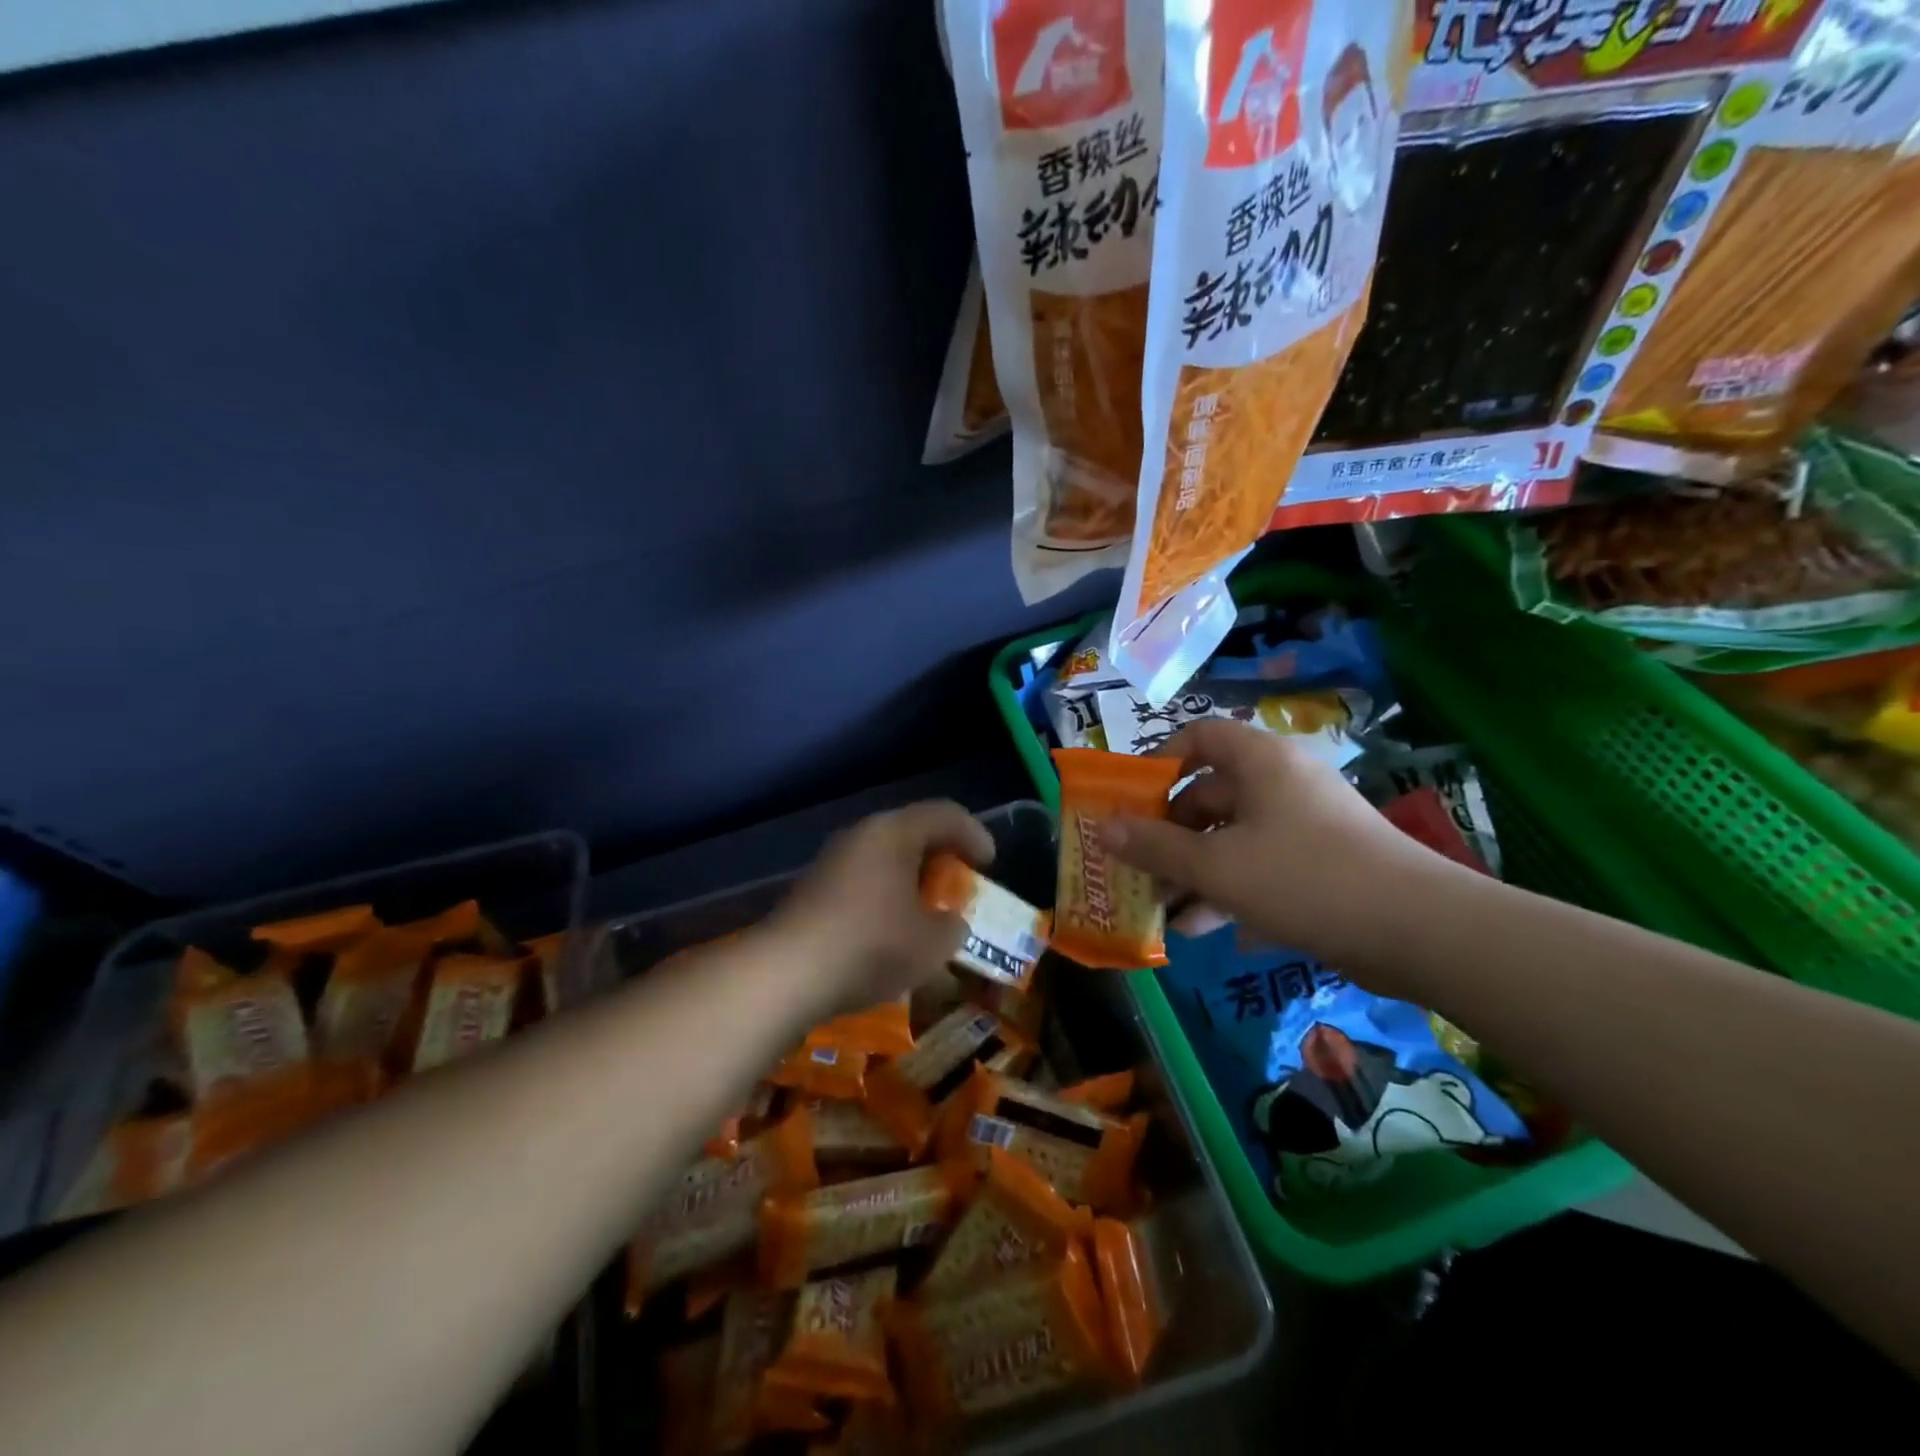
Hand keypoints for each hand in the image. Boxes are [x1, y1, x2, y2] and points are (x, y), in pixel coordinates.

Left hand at [773, 801, 994, 1011]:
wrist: (787, 972)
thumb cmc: (871, 945)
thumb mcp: (932, 943)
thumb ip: (952, 926)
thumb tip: (950, 922)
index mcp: (895, 832)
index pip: (945, 814)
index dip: (974, 834)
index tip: (989, 864)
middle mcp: (862, 834)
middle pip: (912, 832)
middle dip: (940, 858)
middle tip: (958, 885)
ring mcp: (832, 860)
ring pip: (884, 857)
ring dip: (910, 879)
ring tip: (926, 911)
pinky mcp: (813, 887)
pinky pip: (862, 879)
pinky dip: (885, 895)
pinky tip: (889, 930)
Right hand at [1098, 720, 1446, 968]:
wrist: (1419, 931)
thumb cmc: (1305, 878)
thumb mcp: (1217, 865)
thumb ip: (1156, 846)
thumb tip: (1102, 827)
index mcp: (1260, 763)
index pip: (1200, 737)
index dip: (1159, 762)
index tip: (1130, 801)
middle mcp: (1281, 783)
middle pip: (1208, 794)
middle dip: (1168, 834)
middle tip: (1136, 868)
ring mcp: (1303, 825)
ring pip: (1231, 837)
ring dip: (1192, 871)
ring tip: (1160, 910)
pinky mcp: (1319, 864)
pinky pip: (1258, 866)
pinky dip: (1227, 890)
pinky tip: (1199, 929)